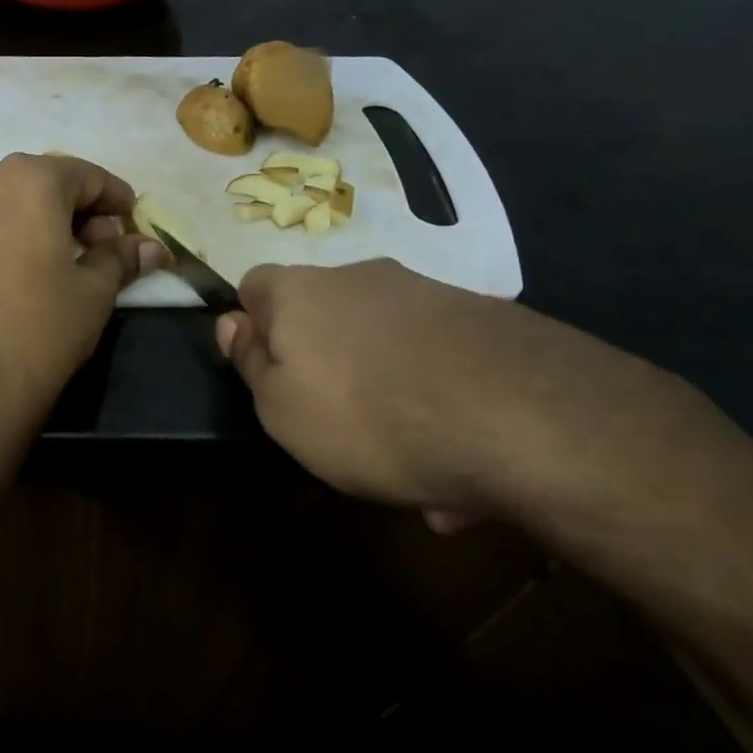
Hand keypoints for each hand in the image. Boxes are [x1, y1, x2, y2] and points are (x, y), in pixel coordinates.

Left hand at [0, 153, 165, 445]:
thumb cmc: (40, 332)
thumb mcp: (94, 293)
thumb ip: (121, 258)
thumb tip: (151, 247)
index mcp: (26, 181)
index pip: (84, 175)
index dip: (115, 198)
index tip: (132, 222)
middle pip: (40, 186)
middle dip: (77, 212)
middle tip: (102, 249)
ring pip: (3, 208)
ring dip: (36, 225)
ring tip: (58, 264)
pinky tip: (11, 279)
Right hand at [216, 258, 713, 526]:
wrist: (519, 415)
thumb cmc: (365, 415)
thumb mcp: (281, 408)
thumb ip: (252, 363)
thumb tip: (233, 323)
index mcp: (301, 292)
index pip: (255, 287)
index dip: (254, 327)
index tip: (268, 374)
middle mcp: (361, 278)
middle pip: (325, 318)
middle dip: (325, 367)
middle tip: (338, 431)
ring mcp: (428, 295)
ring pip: (386, 349)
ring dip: (387, 399)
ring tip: (413, 471)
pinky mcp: (485, 321)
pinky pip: (439, 366)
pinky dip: (439, 407)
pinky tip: (461, 474)